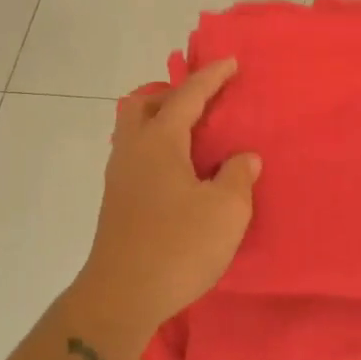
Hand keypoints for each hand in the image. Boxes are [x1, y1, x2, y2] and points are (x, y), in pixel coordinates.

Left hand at [71, 59, 259, 332]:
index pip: (187, 96)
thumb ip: (238, 175)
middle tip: (202, 104)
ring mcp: (119, 178)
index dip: (211, 77)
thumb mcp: (226, 210)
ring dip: (162, 124)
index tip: (231, 62)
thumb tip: (243, 158)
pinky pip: (137, 157)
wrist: (122, 297)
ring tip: (196, 139)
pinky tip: (181, 174)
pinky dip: (158, 150)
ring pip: (135, 132)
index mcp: (159, 142)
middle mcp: (132, 151)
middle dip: (171, 95)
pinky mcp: (117, 203)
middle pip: (142, 105)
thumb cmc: (178, 246)